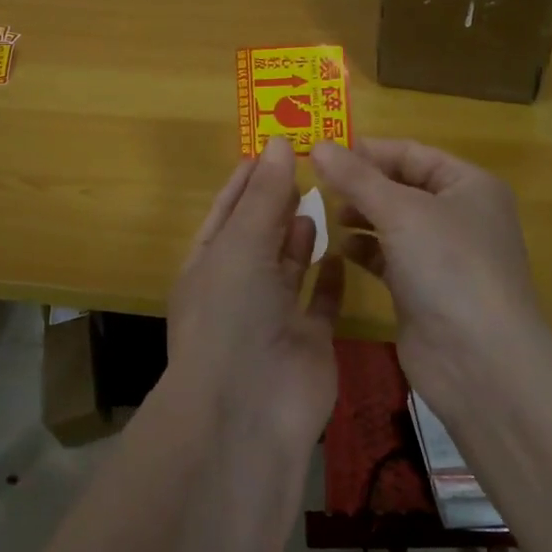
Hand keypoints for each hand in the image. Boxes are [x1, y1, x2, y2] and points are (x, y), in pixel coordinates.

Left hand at [165, 136, 344, 451]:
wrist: (250, 409)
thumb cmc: (231, 314)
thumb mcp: (241, 245)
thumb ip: (263, 195)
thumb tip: (277, 142)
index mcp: (208, 264)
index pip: (227, 210)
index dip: (247, 179)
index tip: (272, 147)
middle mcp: (238, 287)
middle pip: (259, 235)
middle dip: (277, 203)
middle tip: (308, 165)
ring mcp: (273, 316)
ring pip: (288, 266)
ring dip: (300, 236)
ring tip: (321, 200)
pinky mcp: (308, 340)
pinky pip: (320, 302)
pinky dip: (330, 278)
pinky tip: (342, 251)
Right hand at [311, 138, 547, 409]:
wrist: (478, 360)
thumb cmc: (448, 266)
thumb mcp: (400, 211)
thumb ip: (356, 177)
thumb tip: (317, 145)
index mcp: (469, 185)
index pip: (412, 153)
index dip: (369, 150)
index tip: (322, 152)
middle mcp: (459, 215)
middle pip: (401, 186)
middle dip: (361, 184)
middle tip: (315, 182)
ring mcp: (443, 255)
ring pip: (393, 222)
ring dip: (360, 214)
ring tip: (324, 213)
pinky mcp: (423, 288)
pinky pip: (389, 256)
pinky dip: (365, 248)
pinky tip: (340, 248)